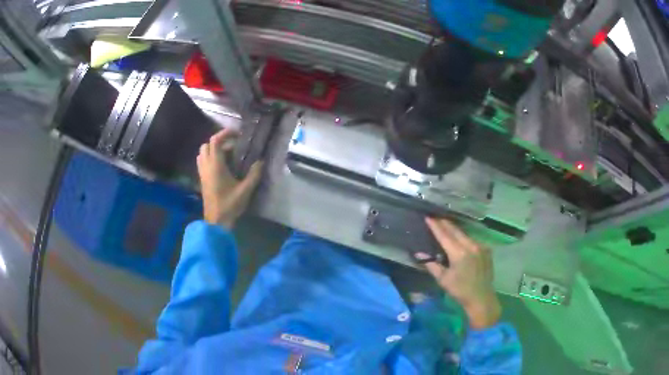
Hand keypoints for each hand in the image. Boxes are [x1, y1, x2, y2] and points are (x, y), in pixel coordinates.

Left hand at [196, 128, 262, 227]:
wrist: (216, 222)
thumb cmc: (230, 205)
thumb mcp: (246, 190)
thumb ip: (254, 174)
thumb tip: (260, 161)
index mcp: (215, 165)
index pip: (215, 141)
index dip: (225, 133)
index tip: (236, 133)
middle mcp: (206, 166)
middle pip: (207, 145)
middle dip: (219, 141)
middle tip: (233, 145)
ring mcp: (202, 173)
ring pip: (203, 153)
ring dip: (213, 149)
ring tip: (227, 155)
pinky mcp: (202, 180)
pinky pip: (202, 162)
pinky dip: (210, 158)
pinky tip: (222, 166)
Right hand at [420, 217, 501, 329]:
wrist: (481, 297)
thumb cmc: (460, 290)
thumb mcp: (443, 279)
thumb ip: (431, 264)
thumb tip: (419, 253)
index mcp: (459, 253)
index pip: (444, 236)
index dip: (435, 226)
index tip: (428, 217)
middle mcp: (471, 246)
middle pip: (456, 230)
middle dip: (445, 223)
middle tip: (436, 217)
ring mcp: (481, 246)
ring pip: (465, 234)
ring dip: (455, 230)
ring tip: (446, 226)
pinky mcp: (487, 249)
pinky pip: (472, 240)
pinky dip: (464, 238)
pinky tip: (460, 239)